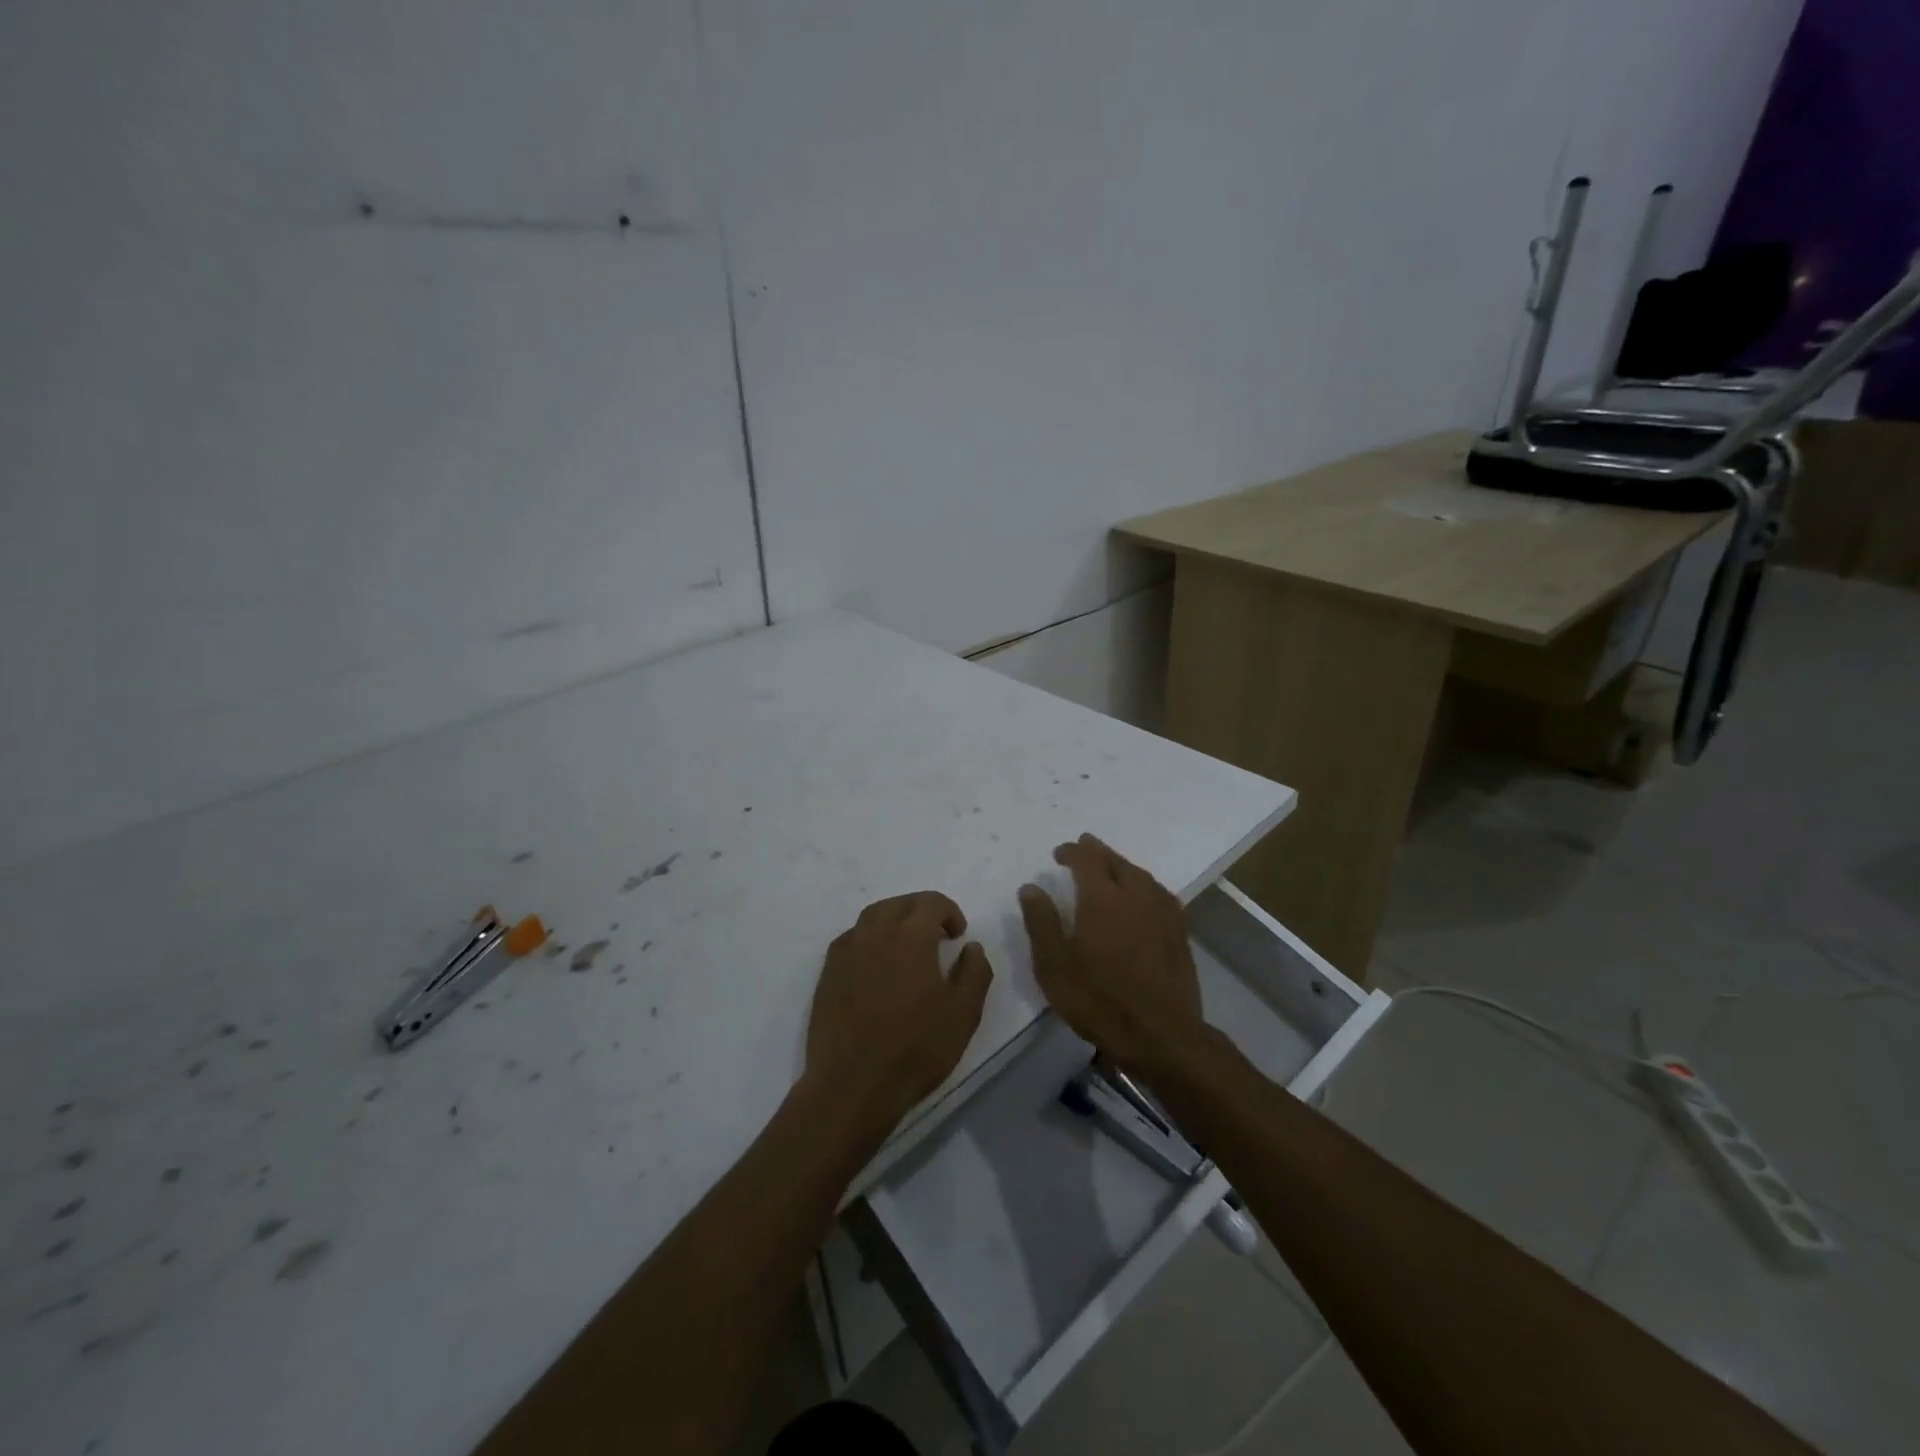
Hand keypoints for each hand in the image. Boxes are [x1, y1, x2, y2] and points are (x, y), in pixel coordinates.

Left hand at [805, 892, 993, 1131]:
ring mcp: (846, 951)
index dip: (949, 912)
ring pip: (872, 916)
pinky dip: (870, 939)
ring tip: (908, 946)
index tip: (958, 935)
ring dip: (894, 920)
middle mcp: (874, 932)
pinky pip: (853, 939)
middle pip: (900, 903)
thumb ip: (975, 972)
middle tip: (937, 936)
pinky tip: (878, 965)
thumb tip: (970, 947)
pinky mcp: (828, 972)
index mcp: (910, 935)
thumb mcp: (964, 1013)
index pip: (931, 902)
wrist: (852, 1085)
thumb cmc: (915, 1048)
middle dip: (922, 911)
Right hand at [1019, 834, 1205, 1074]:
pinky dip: (1144, 884)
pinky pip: (1159, 893)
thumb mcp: (1054, 966)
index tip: (1059, 853)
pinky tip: (1142, 895)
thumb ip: (1041, 922)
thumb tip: (1031, 887)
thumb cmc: (1099, 1000)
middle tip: (1084, 848)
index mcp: (1102, 898)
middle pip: (1117, 861)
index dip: (1072, 851)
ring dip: (1122, 866)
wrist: (1161, 1034)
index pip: (1087, 860)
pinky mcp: (1180, 932)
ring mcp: (1162, 912)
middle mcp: (1136, 895)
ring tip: (1110, 867)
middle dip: (1098, 852)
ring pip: (1141, 875)